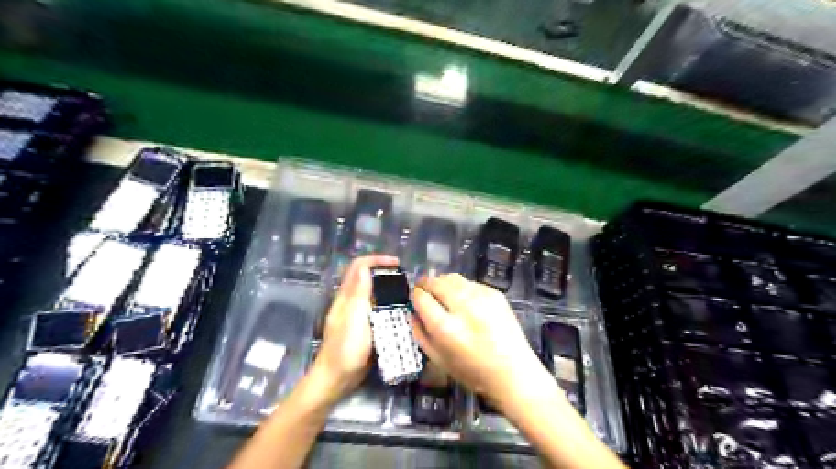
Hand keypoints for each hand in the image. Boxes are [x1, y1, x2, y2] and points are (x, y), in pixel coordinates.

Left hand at [311, 255, 399, 400]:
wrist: (336, 379)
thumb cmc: (345, 350)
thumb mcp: (354, 320)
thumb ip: (359, 294)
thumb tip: (365, 268)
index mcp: (346, 297)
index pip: (359, 266)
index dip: (376, 260)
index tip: (397, 264)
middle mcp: (350, 301)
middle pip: (365, 276)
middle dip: (384, 271)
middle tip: (405, 278)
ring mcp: (356, 314)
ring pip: (371, 291)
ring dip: (387, 286)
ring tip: (406, 292)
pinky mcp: (362, 325)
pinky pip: (376, 307)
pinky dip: (388, 302)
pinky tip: (400, 311)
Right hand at [411, 275, 556, 412]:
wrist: (513, 372)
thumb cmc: (473, 372)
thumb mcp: (439, 360)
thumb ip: (421, 334)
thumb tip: (412, 313)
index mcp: (445, 327)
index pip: (421, 298)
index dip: (415, 296)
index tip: (415, 298)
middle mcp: (462, 307)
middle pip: (436, 282)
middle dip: (426, 284)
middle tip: (424, 290)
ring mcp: (481, 297)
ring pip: (452, 277)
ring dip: (442, 282)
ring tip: (441, 292)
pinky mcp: (495, 294)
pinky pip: (469, 282)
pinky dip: (461, 287)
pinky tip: (464, 300)